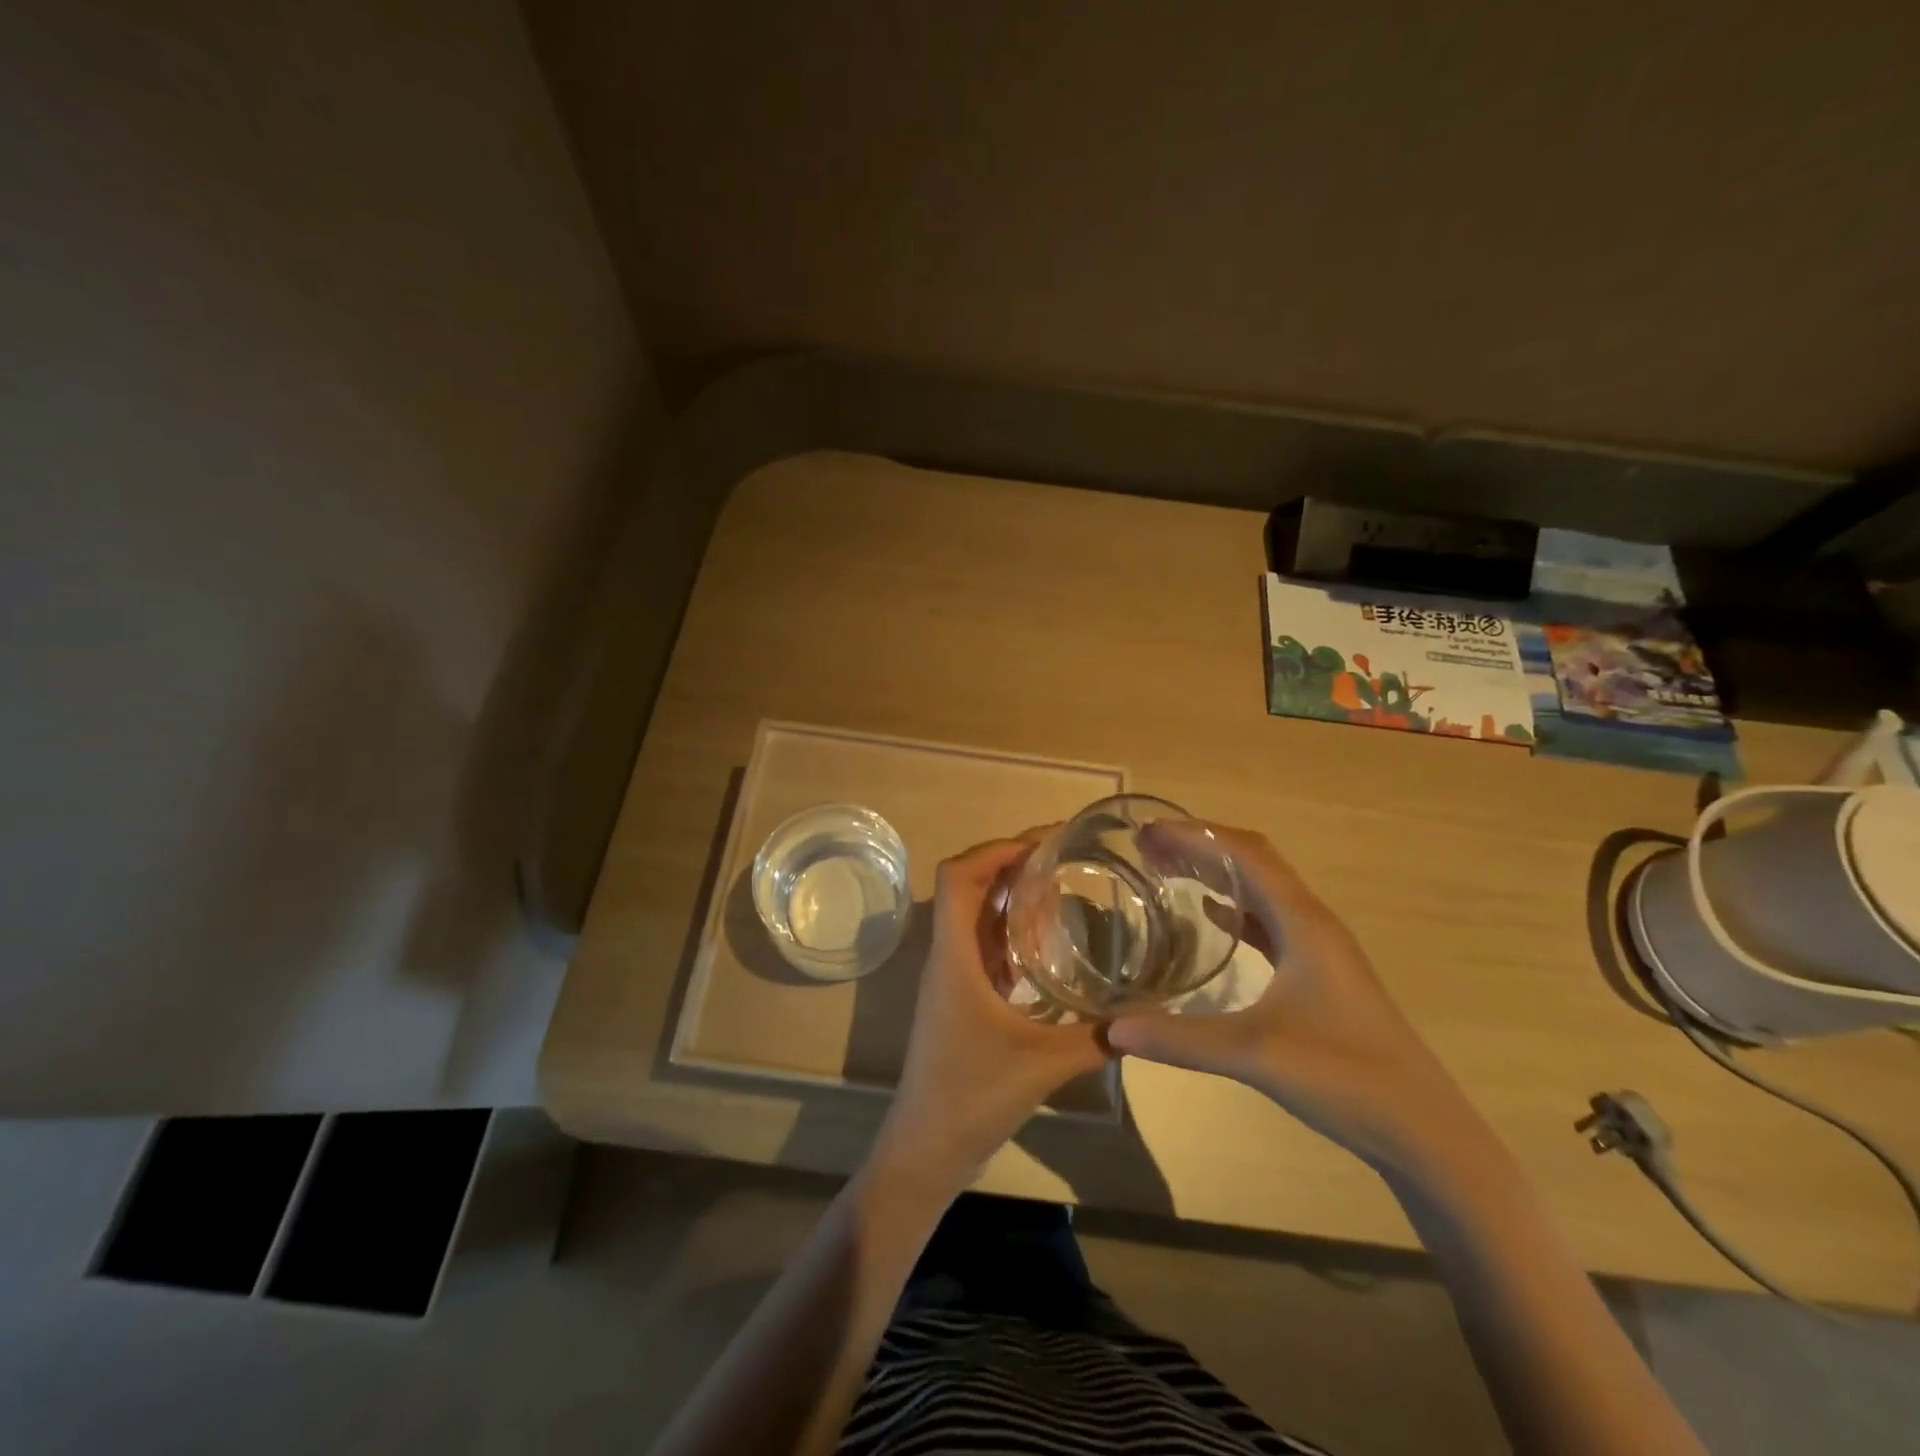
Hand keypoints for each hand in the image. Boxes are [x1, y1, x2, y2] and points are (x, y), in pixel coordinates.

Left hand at [869, 838, 1111, 1197]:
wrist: (925, 1150)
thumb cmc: (971, 1098)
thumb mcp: (1042, 1066)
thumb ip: (1096, 1038)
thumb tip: (1148, 1014)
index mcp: (954, 958)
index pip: (959, 878)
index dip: (995, 850)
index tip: (1042, 843)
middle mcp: (947, 957)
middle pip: (967, 887)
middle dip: (1009, 863)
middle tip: (1061, 856)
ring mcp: (950, 979)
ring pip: (974, 916)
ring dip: (1008, 894)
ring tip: (1058, 884)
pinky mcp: (959, 999)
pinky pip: (981, 946)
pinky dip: (1009, 931)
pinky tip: (1046, 941)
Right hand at [1109, 822, 1478, 1171]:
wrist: (1424, 1130)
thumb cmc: (1346, 1078)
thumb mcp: (1255, 1055)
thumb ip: (1181, 1039)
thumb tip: (1111, 1029)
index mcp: (1302, 923)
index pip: (1245, 854)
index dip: (1195, 835)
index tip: (1147, 830)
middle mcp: (1311, 923)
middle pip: (1252, 862)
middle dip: (1200, 846)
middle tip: (1146, 846)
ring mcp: (1318, 948)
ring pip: (1260, 890)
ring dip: (1216, 872)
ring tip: (1167, 869)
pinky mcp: (1317, 973)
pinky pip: (1268, 921)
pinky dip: (1233, 907)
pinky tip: (1209, 915)